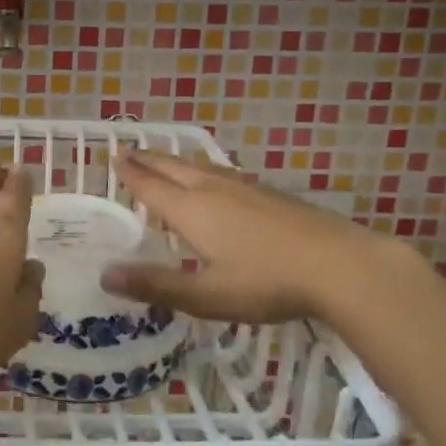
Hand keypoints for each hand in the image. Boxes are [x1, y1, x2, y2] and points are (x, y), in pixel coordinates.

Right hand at [99, 149, 403, 324]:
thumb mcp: (206, 295)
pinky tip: (218, 180)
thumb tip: (105, 275)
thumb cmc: (267, 282)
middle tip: (130, 151)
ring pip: (202, 167)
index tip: (114, 157)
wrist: (341, 265)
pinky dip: (206, 171)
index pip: (152, 186)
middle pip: (174, 168)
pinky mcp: (272, 195)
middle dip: (150, 160)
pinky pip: (224, 174)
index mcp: (192, 210)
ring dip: (178, 162)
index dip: (131, 174)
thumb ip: (156, 286)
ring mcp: (246, 189)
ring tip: (167, 160)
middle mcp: (214, 191)